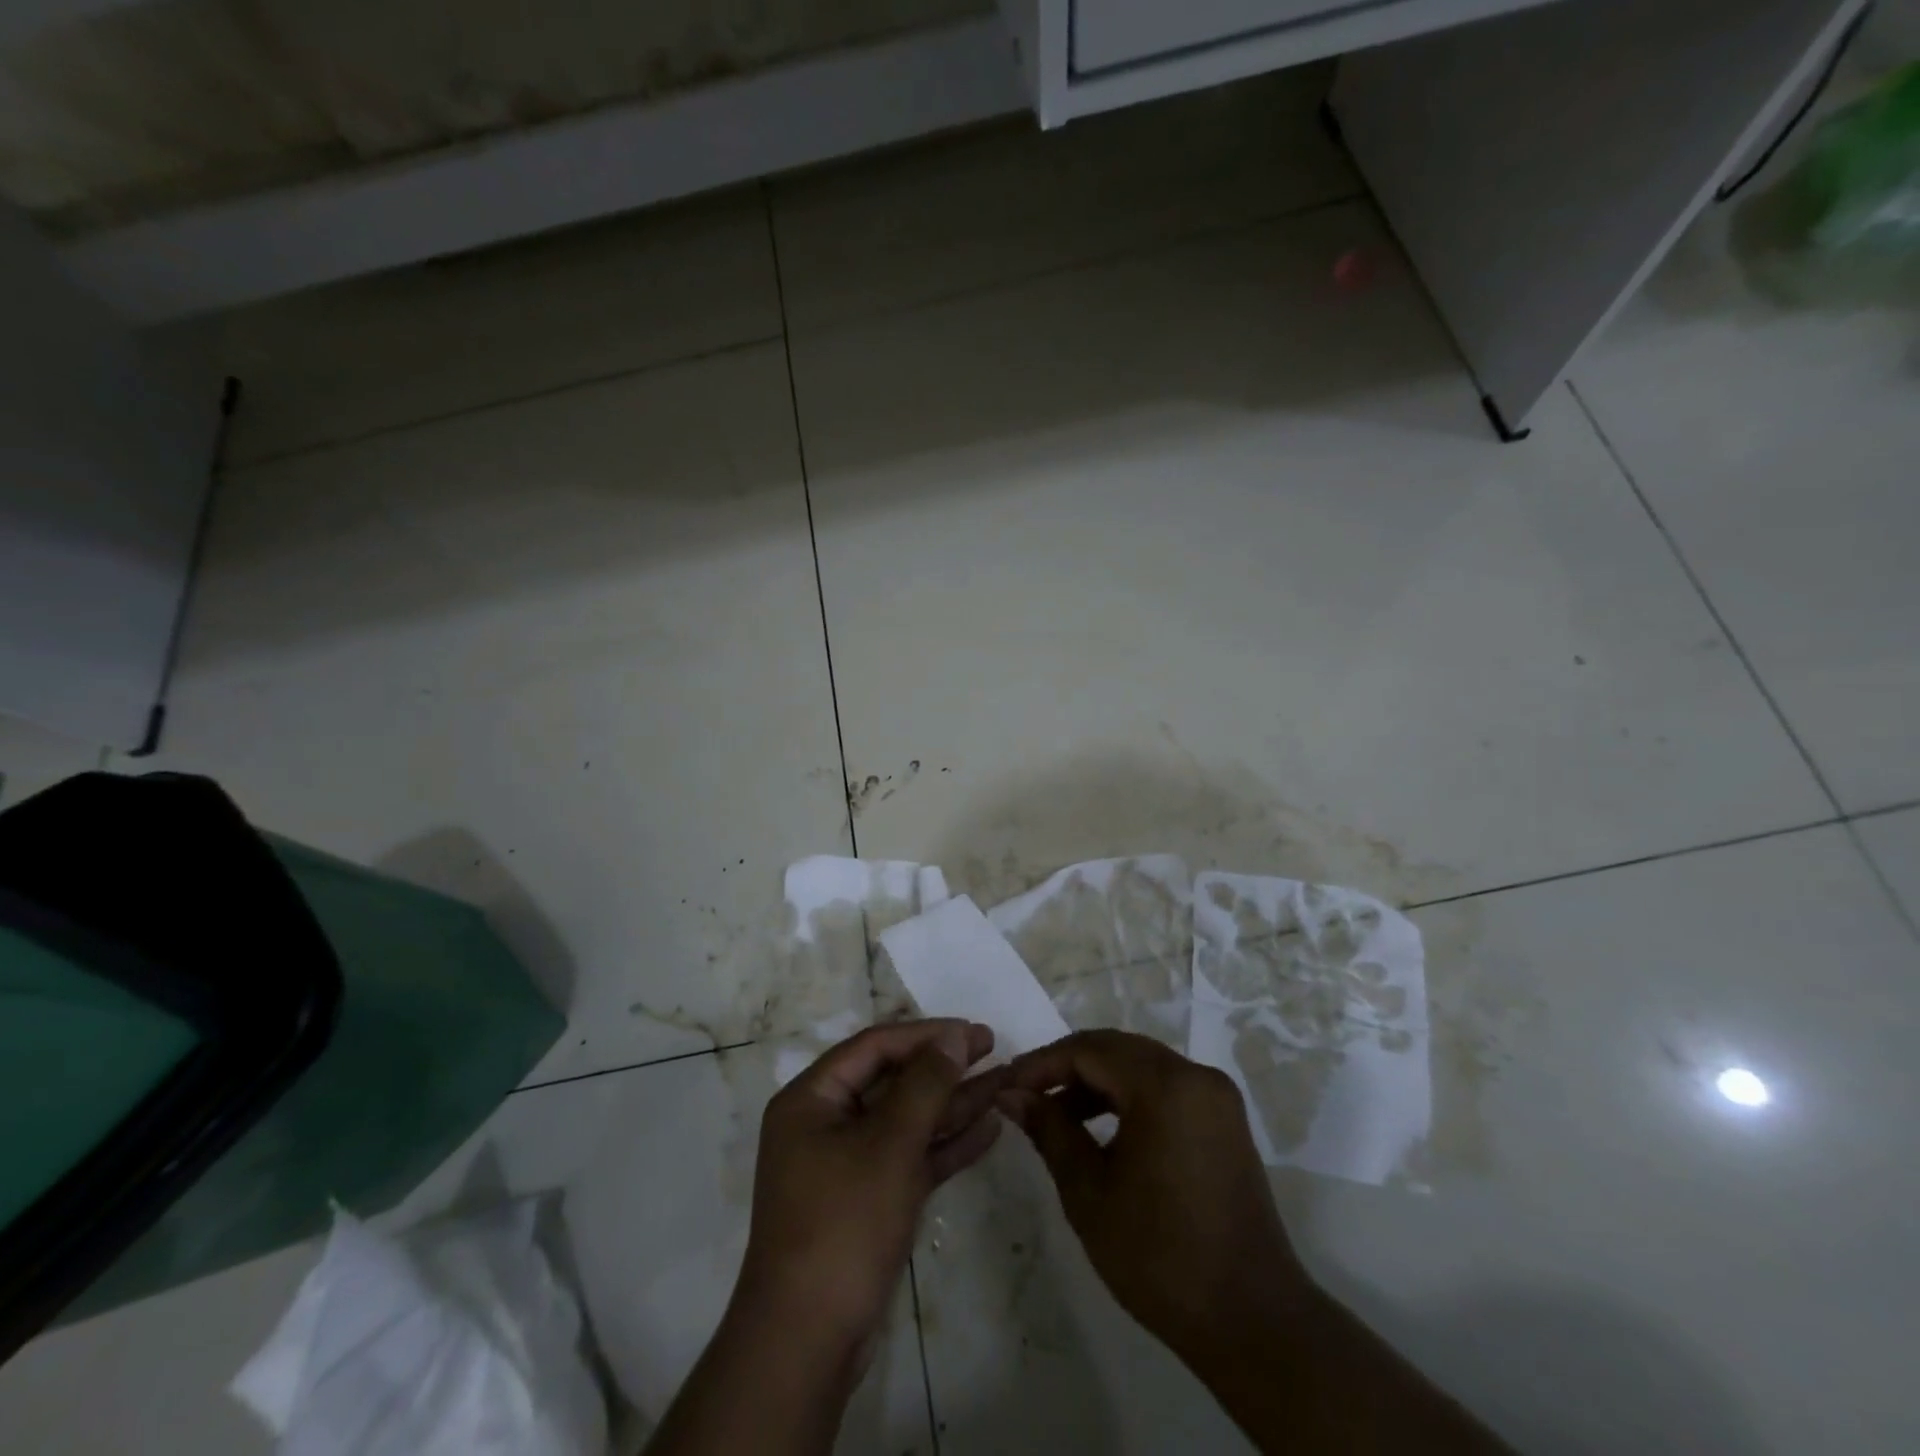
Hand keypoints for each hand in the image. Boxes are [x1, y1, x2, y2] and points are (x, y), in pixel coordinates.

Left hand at [735, 1020, 1003, 1363]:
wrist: (808, 1342)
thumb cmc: (844, 1223)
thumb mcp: (889, 1144)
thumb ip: (925, 1084)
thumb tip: (953, 1035)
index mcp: (812, 1099)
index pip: (875, 1047)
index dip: (926, 1034)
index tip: (972, 1031)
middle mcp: (826, 1123)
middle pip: (892, 1080)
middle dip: (943, 1067)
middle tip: (992, 1048)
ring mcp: (847, 1164)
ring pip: (906, 1119)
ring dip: (952, 1104)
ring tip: (1002, 1083)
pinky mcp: (868, 1200)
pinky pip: (910, 1157)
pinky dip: (945, 1145)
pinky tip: (988, 1129)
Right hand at [997, 1029, 1309, 1363]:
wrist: (1253, 1321)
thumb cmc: (1160, 1257)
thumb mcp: (1089, 1193)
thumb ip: (1049, 1130)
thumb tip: (1011, 1094)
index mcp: (1165, 1086)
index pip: (1088, 1050)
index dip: (1041, 1064)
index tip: (1005, 1085)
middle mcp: (1195, 1075)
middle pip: (1116, 1049)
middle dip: (1066, 1067)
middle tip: (1025, 1094)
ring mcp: (1215, 1096)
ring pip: (1141, 1065)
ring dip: (1096, 1082)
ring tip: (1056, 1115)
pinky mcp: (1224, 1120)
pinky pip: (1165, 1087)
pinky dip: (1128, 1097)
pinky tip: (1101, 1129)